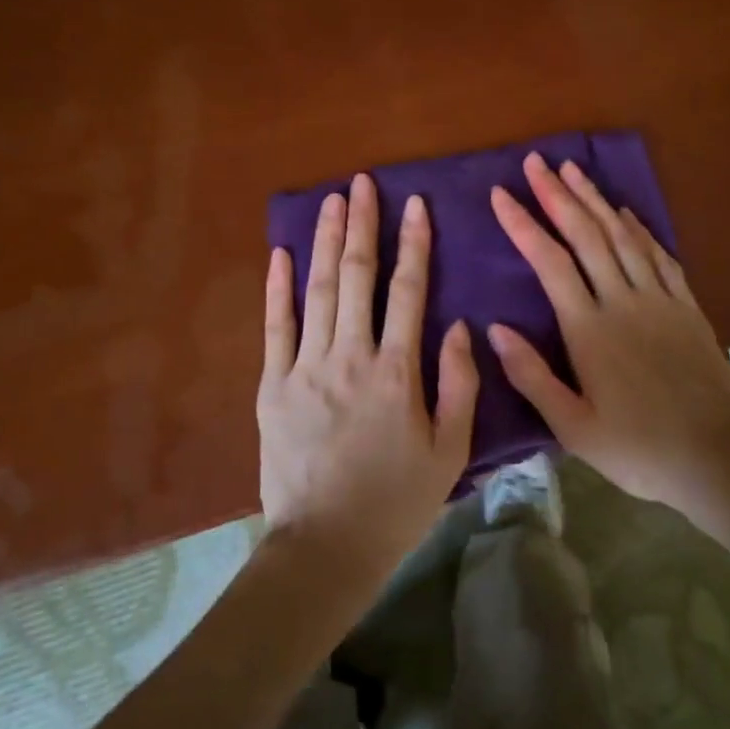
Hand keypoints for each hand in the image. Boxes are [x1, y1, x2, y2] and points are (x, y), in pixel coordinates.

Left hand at [258, 173, 478, 586]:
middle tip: (363, 184)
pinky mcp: (272, 385)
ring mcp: (305, 367)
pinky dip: (277, 287)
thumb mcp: (449, 450)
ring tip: (331, 201)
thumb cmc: (396, 500)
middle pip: (357, 276)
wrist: (326, 545)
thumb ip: (458, 383)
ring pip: (317, 290)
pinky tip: (281, 252)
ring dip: (324, 240)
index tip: (415, 205)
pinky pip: (275, 326)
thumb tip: (457, 324)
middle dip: (362, 225)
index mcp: (396, 371)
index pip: (409, 291)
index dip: (414, 244)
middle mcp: (350, 356)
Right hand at [487, 153, 729, 519]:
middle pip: (587, 235)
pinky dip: (639, 228)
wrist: (715, 459)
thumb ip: (532, 375)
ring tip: (574, 169)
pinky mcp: (688, 308)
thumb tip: (494, 329)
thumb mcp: (572, 426)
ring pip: (623, 236)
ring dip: (595, 199)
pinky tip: (625, 211)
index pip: (549, 262)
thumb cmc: (635, 448)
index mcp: (589, 329)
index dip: (523, 224)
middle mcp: (623, 302)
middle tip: (536, 162)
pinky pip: (660, 255)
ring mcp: (660, 300)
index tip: (500, 194)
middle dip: (558, 194)